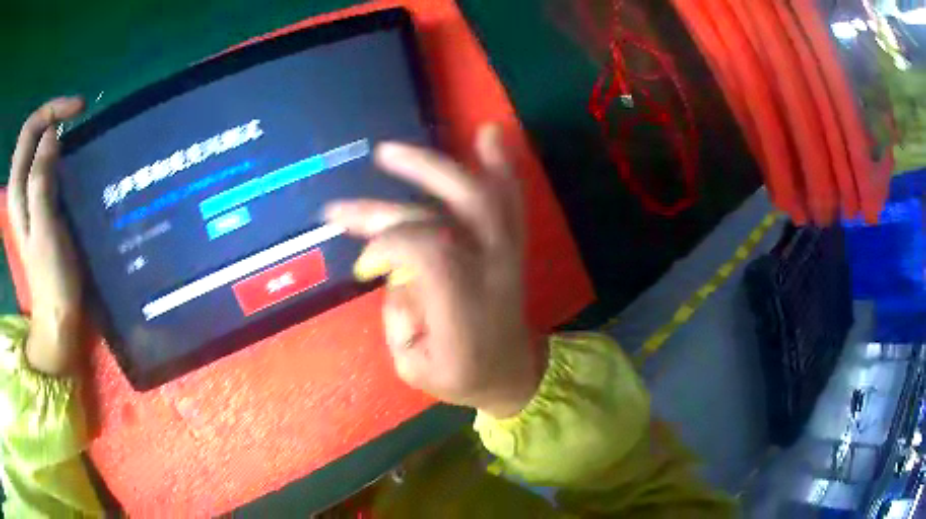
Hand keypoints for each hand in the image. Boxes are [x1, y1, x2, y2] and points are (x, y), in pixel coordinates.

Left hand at [8, 97, 85, 375]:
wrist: (56, 315)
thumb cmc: (51, 277)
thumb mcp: (45, 228)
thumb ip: (41, 181)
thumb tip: (51, 135)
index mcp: (16, 190)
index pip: (28, 130)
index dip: (51, 110)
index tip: (79, 111)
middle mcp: (17, 188)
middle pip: (30, 133)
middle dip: (52, 114)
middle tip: (78, 116)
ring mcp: (24, 196)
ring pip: (34, 145)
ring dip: (53, 130)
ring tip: (75, 131)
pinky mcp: (34, 204)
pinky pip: (40, 162)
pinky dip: (54, 149)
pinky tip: (67, 156)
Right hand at [325, 125, 541, 417]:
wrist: (513, 374)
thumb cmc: (460, 377)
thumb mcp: (414, 368)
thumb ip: (397, 317)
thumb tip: (392, 271)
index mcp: (464, 308)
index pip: (428, 250)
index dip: (389, 243)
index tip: (364, 260)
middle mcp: (491, 271)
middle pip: (463, 207)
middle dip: (421, 174)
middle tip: (381, 155)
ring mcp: (507, 255)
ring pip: (486, 196)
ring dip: (446, 165)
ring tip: (409, 143)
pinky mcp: (511, 248)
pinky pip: (510, 202)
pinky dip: (501, 167)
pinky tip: (490, 135)